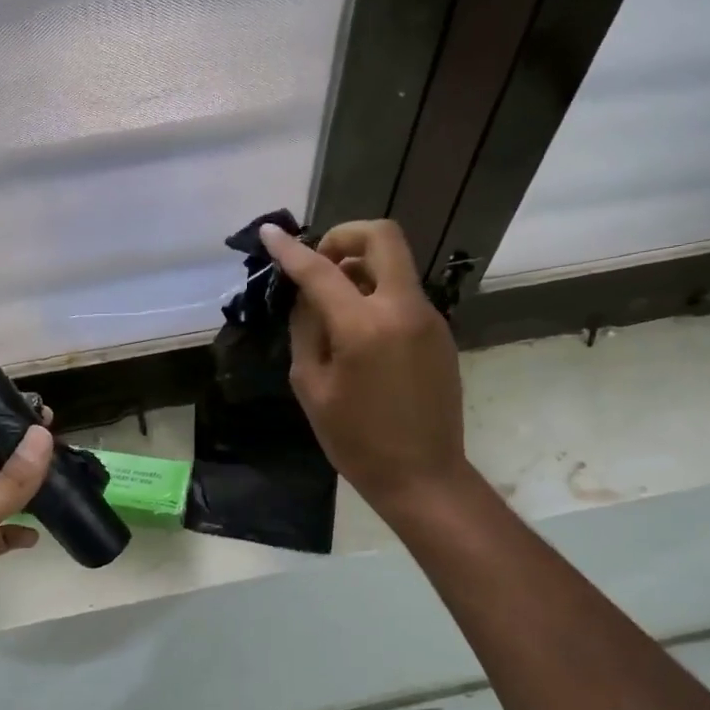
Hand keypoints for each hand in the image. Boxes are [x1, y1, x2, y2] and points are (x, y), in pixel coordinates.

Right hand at [260, 220, 465, 512]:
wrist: (422, 475)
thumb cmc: (356, 441)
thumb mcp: (312, 387)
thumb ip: (306, 332)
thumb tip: (307, 298)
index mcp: (364, 326)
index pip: (321, 270)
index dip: (291, 250)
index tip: (270, 234)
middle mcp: (403, 309)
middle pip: (382, 237)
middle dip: (344, 237)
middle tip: (320, 264)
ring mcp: (428, 318)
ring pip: (394, 264)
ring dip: (360, 268)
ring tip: (333, 306)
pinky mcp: (439, 333)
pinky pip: (403, 294)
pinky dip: (376, 294)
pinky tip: (359, 332)